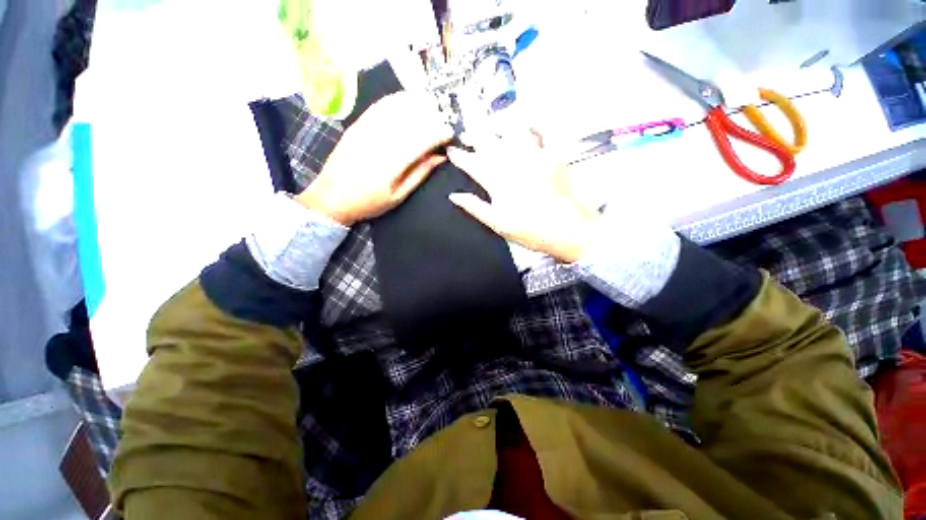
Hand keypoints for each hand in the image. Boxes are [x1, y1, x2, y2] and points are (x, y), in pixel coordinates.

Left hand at [295, 92, 452, 224]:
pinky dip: (396, 100)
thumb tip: (440, 157)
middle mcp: (380, 141)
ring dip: (416, 104)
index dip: (439, 134)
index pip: (422, 140)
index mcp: (393, 163)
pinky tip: (407, 100)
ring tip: (431, 106)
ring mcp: (366, 130)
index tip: (450, 134)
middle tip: (444, 120)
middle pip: (411, 120)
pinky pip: (379, 106)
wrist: (331, 197)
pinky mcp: (357, 125)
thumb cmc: (369, 201)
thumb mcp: (399, 195)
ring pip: (396, 109)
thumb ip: (420, 174)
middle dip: (432, 117)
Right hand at [448, 130, 599, 262]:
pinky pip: (542, 134)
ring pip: (511, 133)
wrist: (568, 229)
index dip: (460, 157)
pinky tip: (527, 124)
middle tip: (465, 135)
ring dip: (497, 128)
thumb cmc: (530, 230)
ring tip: (490, 128)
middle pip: (489, 143)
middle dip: (474, 136)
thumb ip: (475, 207)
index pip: (472, 164)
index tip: (451, 151)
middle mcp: (512, 164)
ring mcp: (533, 157)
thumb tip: (454, 196)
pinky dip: (533, 126)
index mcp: (497, 182)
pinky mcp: (552, 157)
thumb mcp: (498, 224)